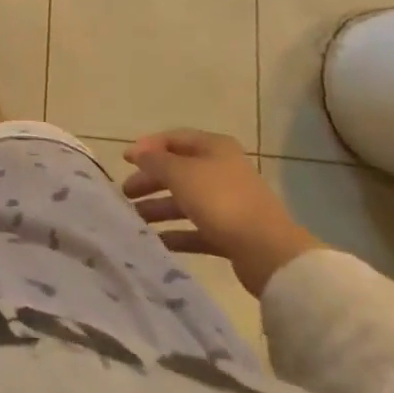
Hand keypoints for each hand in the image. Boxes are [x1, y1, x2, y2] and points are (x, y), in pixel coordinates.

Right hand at [123, 128, 324, 296]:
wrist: (269, 252)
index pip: (173, 139)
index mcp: (214, 147)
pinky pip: (197, 228)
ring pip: (186, 200)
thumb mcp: (180, 173)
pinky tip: (158, 241)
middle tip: (126, 193)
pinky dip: (177, 233)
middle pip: (178, 171)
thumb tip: (137, 152)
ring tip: (136, 219)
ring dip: (160, 208)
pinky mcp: (231, 233)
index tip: (124, 160)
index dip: (147, 147)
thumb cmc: (220, 200)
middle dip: (150, 180)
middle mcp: (221, 170)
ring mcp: (228, 202)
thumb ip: (155, 161)